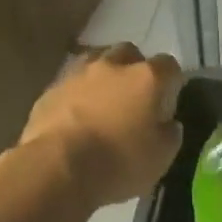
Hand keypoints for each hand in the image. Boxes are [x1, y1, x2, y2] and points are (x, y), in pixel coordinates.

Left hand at [18, 43, 183, 208]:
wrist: (56, 167)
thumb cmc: (118, 162)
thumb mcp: (161, 158)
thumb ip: (169, 134)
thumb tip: (168, 124)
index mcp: (146, 78)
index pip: (169, 65)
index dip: (171, 81)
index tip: (168, 101)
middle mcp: (113, 66)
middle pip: (129, 53)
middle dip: (134, 68)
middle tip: (134, 95)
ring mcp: (78, 74)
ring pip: (96, 61)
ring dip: (103, 76)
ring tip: (103, 101)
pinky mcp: (50, 89)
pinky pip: (70, 84)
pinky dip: (77, 94)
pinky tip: (75, 116)